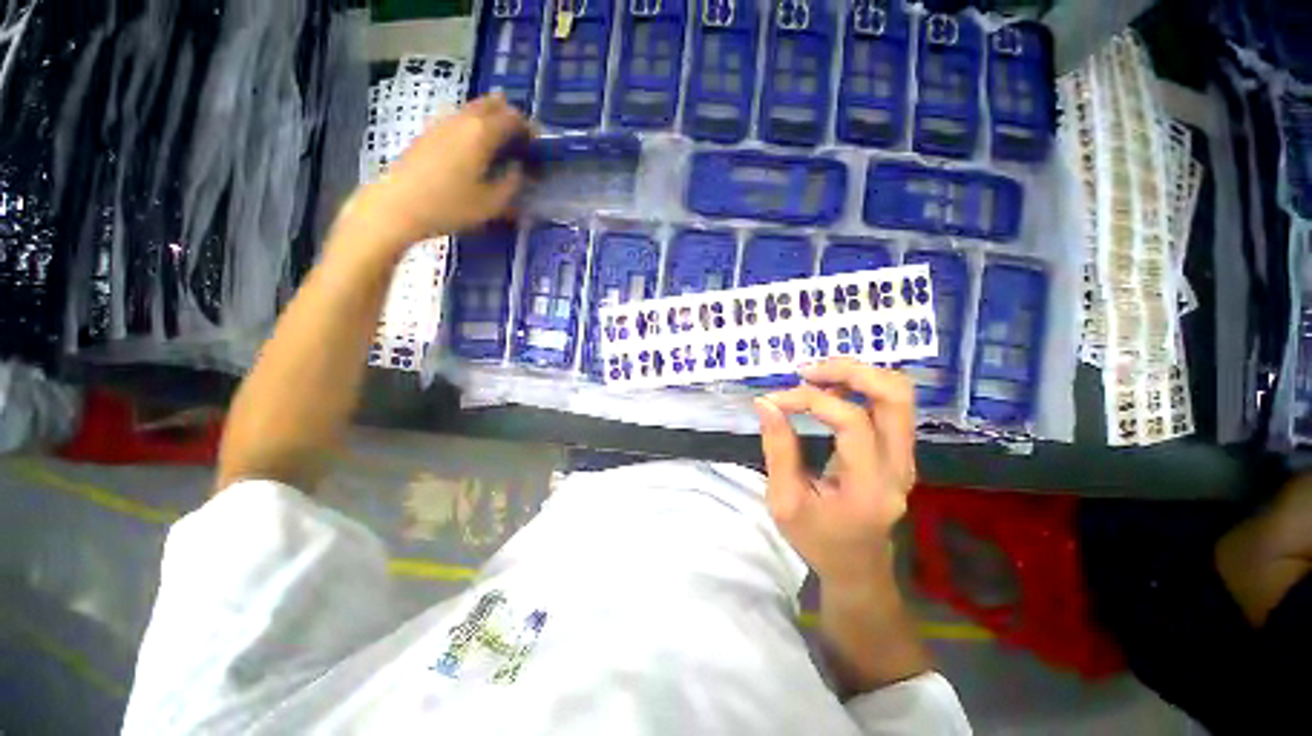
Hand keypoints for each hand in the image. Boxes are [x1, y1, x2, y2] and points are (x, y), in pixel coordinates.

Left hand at [348, 93, 529, 250]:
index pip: (513, 118)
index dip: (529, 128)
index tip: (537, 145)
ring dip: (491, 119)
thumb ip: (511, 183)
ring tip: (500, 144)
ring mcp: (442, 123)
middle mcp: (463, 120)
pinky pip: (459, 119)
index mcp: (482, 133)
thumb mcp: (492, 204)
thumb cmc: (451, 206)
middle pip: (492, 104)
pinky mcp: (429, 133)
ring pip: (473, 109)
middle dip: (510, 116)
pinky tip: (475, 149)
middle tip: (520, 139)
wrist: (399, 205)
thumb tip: (517, 169)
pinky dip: (473, 126)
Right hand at [754, 358, 916, 588]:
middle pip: (895, 396)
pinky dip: (859, 386)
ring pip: (898, 394)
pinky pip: (888, 404)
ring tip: (815, 376)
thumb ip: (778, 450)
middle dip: (849, 371)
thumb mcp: (784, 502)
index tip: (773, 401)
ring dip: (856, 374)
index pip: (851, 421)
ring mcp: (905, 457)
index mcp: (870, 485)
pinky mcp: (898, 451)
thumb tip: (765, 403)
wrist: (857, 568)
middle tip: (807, 371)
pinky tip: (828, 388)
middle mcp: (899, 466)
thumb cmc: (817, 540)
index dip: (809, 401)